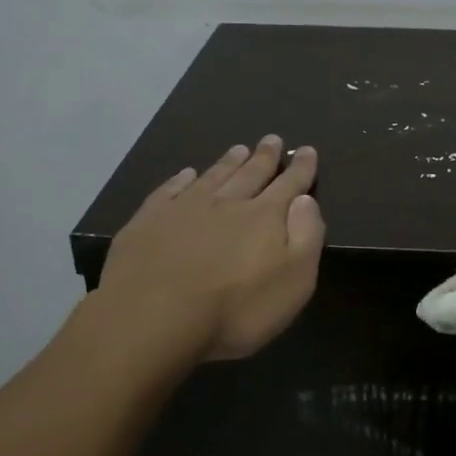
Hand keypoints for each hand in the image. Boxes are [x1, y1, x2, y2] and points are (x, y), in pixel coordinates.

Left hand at [99, 137, 325, 359]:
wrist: (153, 316)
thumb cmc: (236, 309)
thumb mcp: (294, 280)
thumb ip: (305, 236)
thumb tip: (305, 199)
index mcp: (265, 217)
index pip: (289, 185)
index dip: (300, 168)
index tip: (306, 149)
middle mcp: (227, 203)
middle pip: (250, 174)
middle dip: (264, 157)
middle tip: (271, 139)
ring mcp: (184, 208)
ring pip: (213, 176)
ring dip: (228, 162)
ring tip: (239, 149)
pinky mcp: (149, 220)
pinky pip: (170, 189)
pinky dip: (181, 179)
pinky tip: (186, 174)